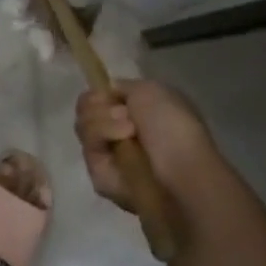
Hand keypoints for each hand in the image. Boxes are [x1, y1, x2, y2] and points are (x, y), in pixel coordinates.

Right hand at [75, 79, 218, 212]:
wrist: (182, 177)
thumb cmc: (173, 127)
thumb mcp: (152, 90)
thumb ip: (123, 87)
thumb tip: (107, 94)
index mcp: (138, 109)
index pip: (100, 95)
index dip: (100, 92)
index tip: (113, 96)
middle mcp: (121, 131)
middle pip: (86, 109)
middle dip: (101, 108)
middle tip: (127, 118)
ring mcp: (110, 155)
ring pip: (83, 127)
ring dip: (104, 123)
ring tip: (129, 133)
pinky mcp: (101, 178)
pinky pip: (88, 151)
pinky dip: (101, 142)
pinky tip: (120, 148)